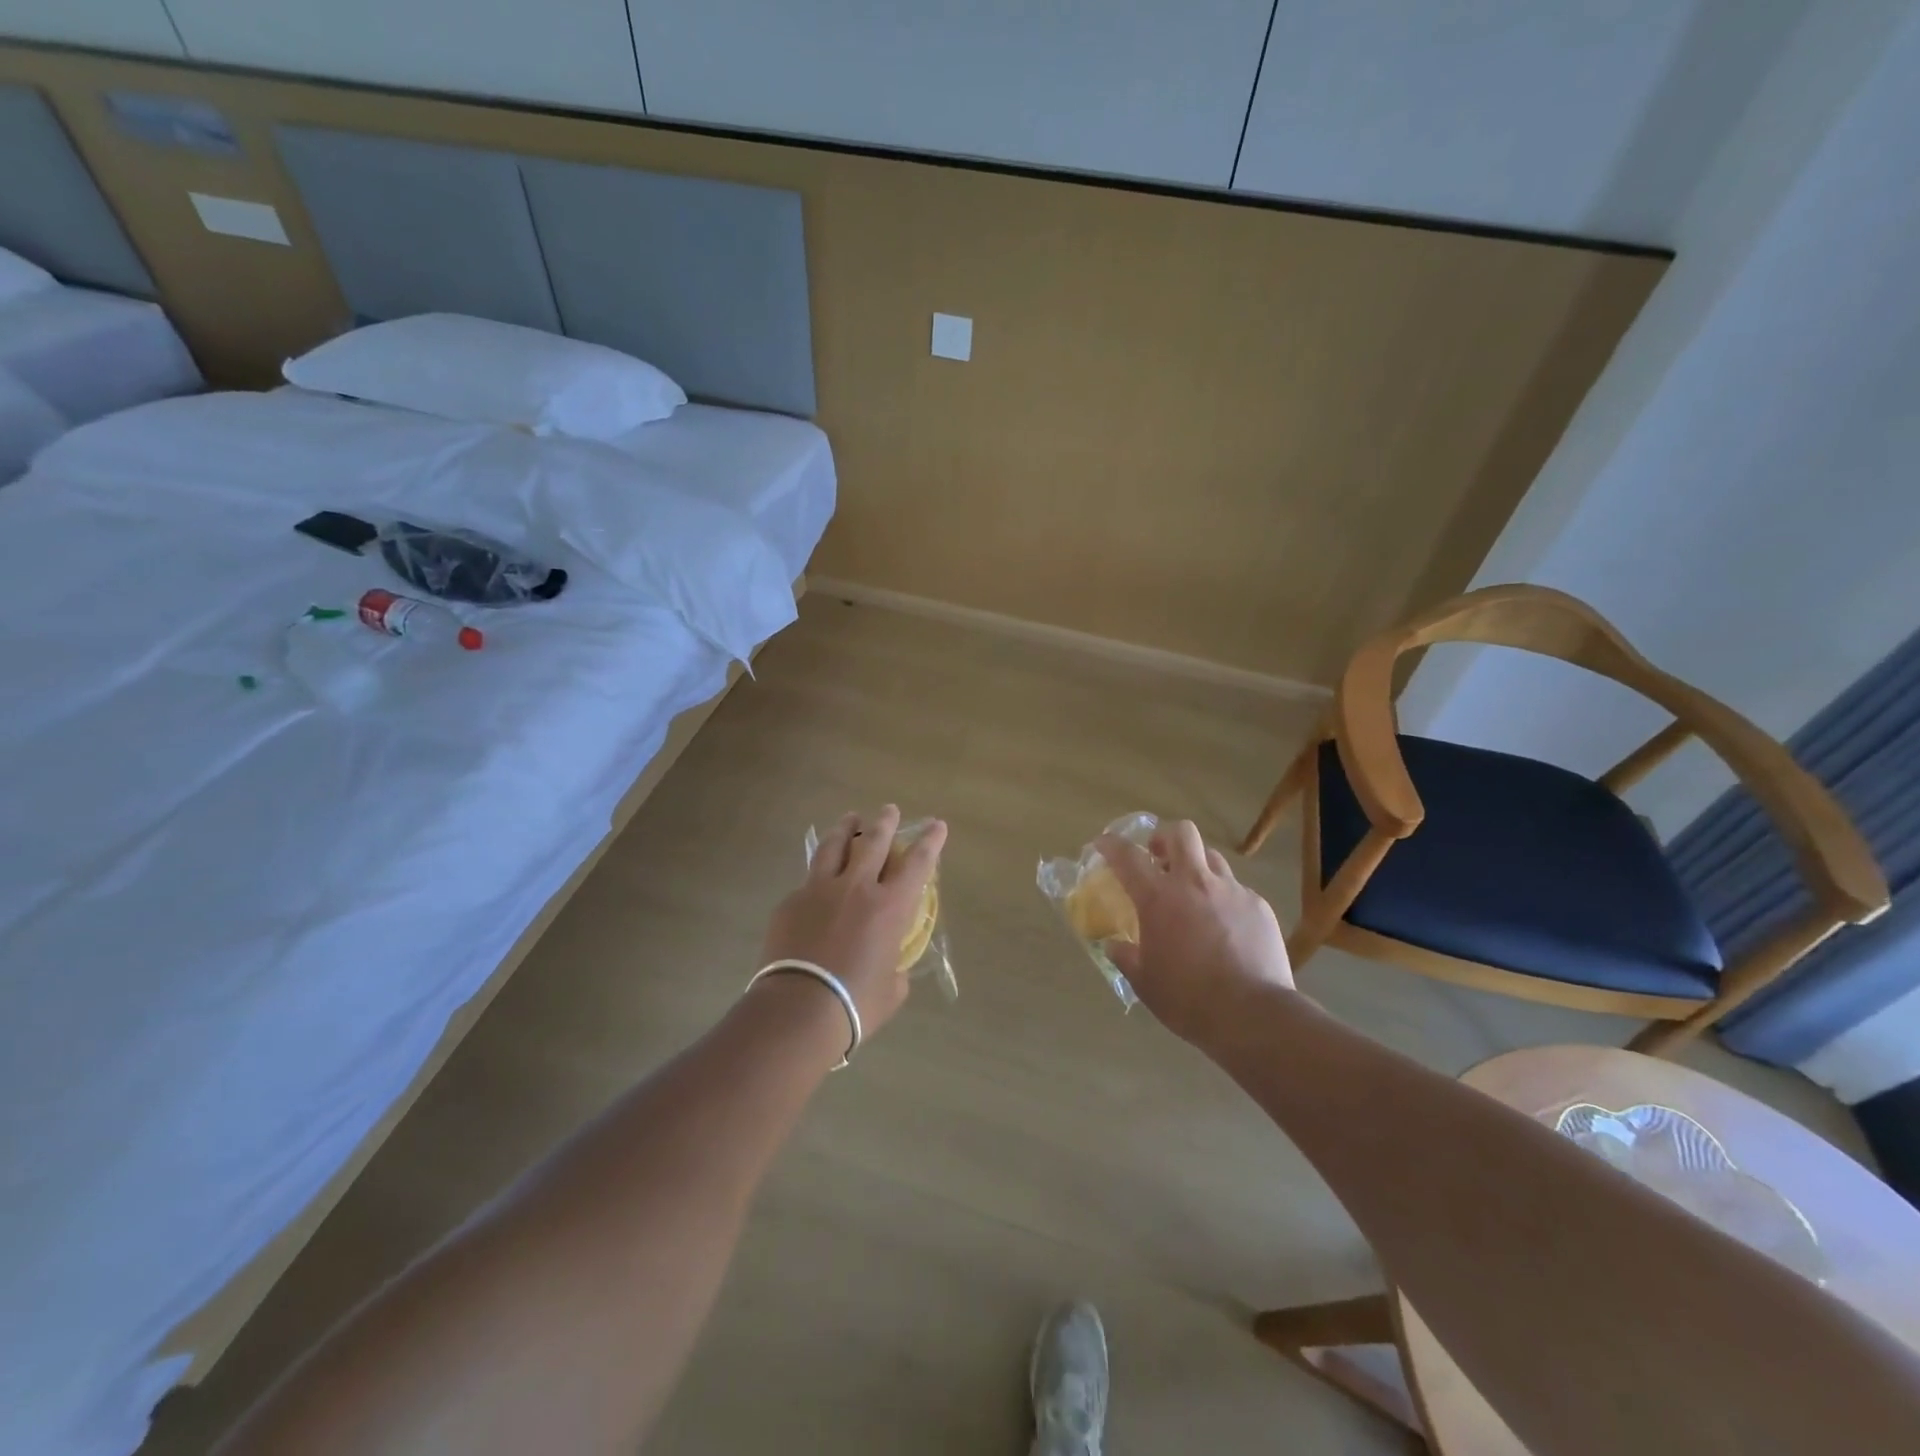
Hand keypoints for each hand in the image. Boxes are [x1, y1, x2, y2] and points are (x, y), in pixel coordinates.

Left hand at [760, 805, 947, 1041]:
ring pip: (834, 847)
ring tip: (850, 819)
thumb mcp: (891, 989)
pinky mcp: (790, 902)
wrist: (797, 1010)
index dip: (930, 841)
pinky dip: (818, 875)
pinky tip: (817, 883)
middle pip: (873, 842)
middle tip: (889, 809)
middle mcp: (856, 888)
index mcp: (890, 907)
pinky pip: (808, 881)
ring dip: (846, 829)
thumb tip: (889, 965)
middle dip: (884, 822)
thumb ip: (894, 968)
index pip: (917, 863)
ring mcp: (819, 890)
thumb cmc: (855, 1004)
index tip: (936, 824)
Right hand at [1095, 820, 1293, 1047]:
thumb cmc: (1188, 999)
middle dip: (1165, 837)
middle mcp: (1195, 883)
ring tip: (1193, 891)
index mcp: (1159, 898)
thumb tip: (1115, 946)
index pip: (1128, 856)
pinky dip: (1224, 899)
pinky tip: (1225, 926)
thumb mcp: (1144, 982)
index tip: (1103, 842)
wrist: (1253, 1015)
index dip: (1111, 844)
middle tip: (1158, 856)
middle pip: (1181, 833)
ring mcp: (1231, 891)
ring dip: (1197, 866)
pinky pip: (1237, 890)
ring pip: (1212, 857)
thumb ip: (1126, 957)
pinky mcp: (1259, 906)